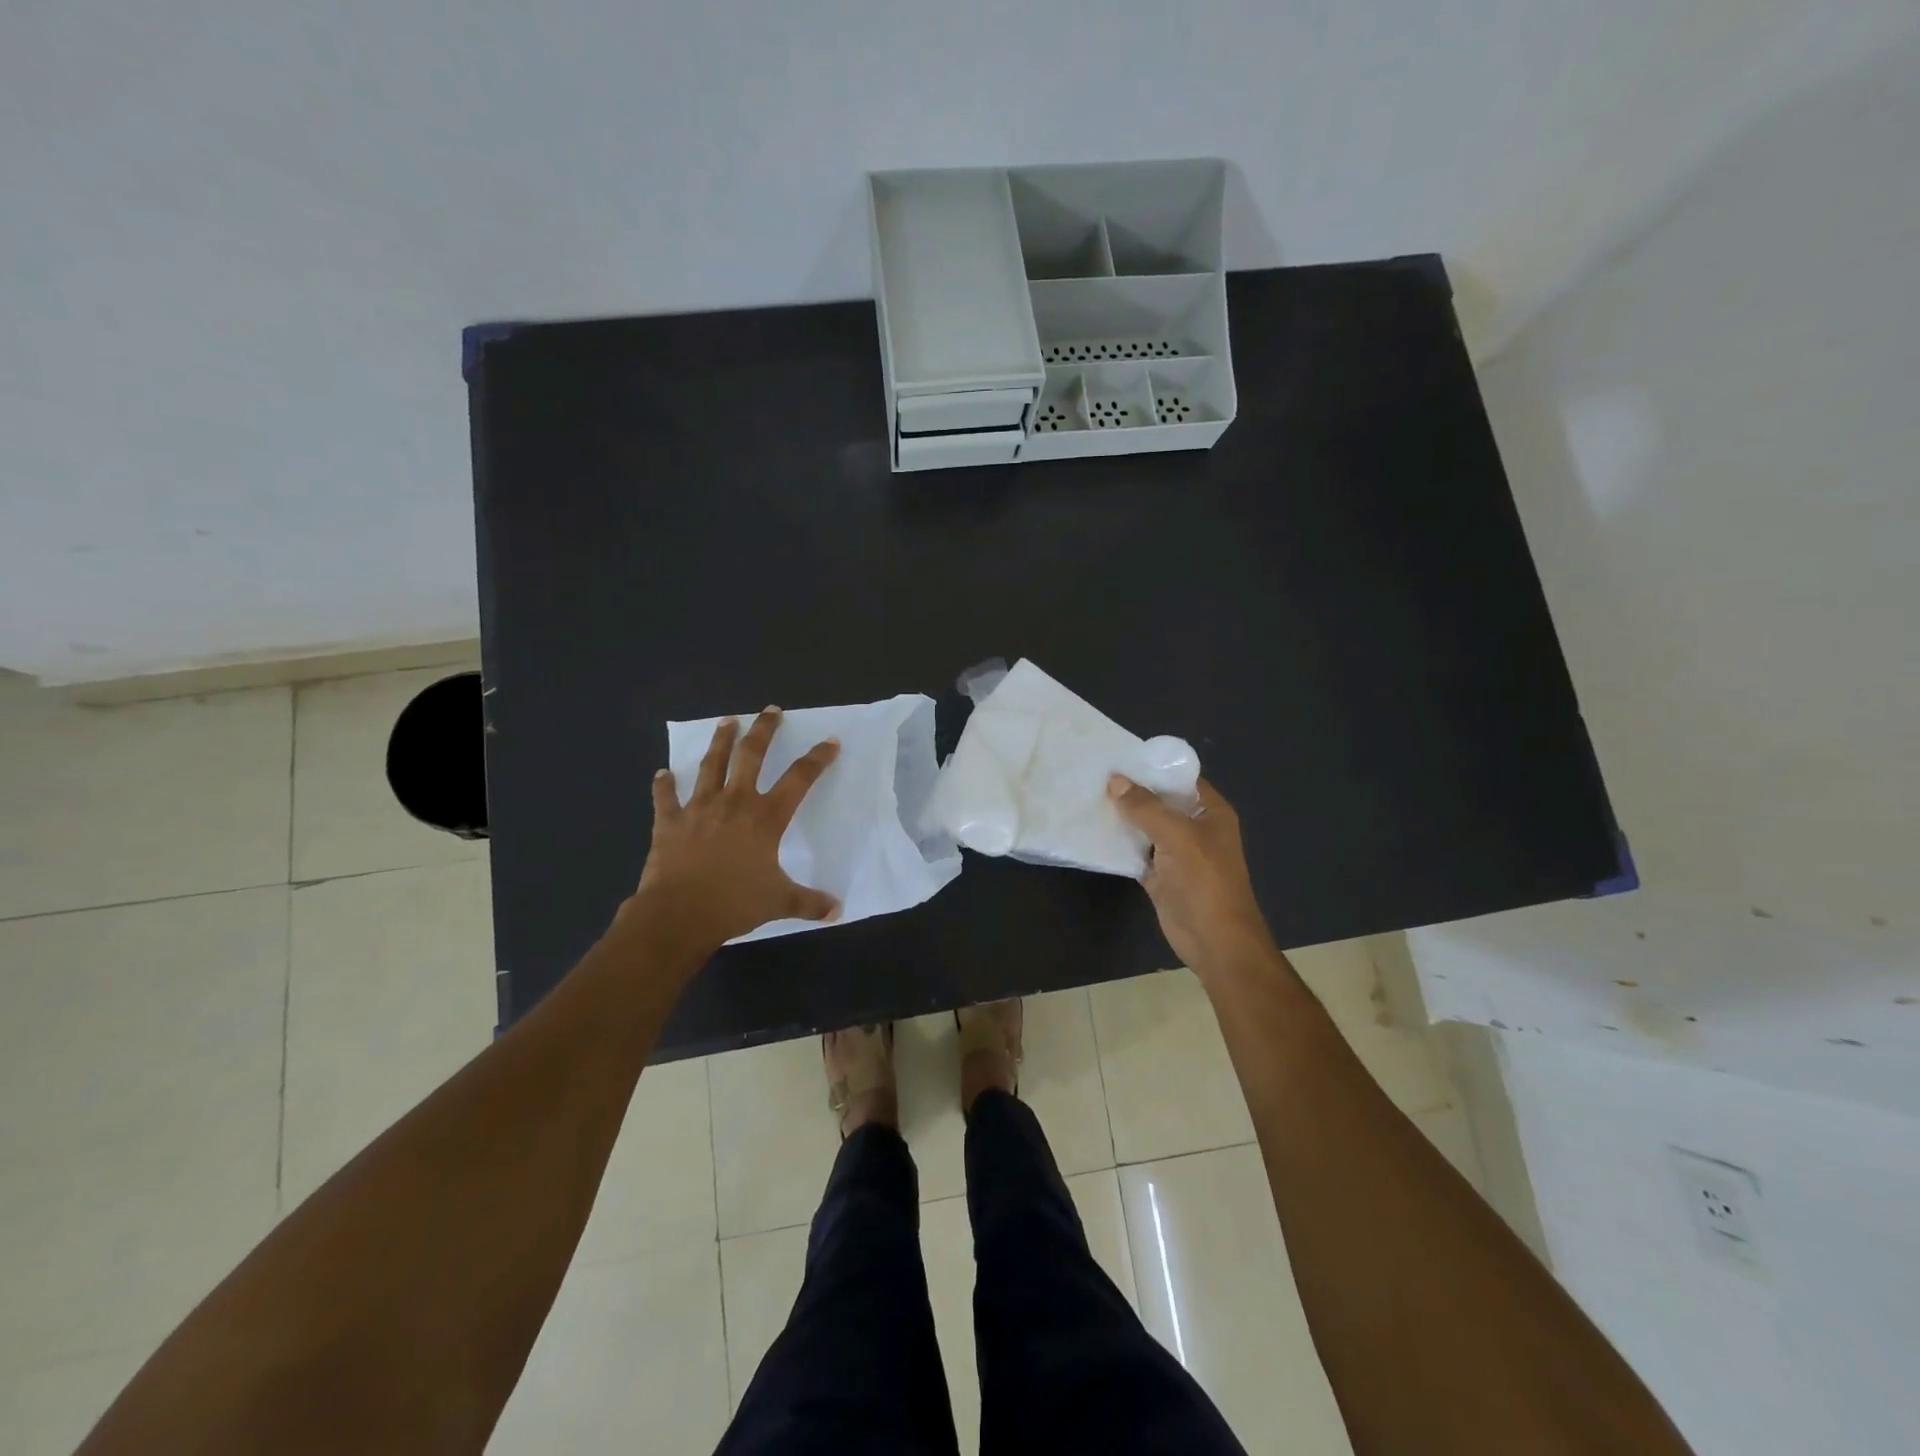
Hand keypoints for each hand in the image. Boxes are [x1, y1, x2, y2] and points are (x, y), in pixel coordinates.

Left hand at [632, 707, 842, 950]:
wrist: (678, 914)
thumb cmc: (734, 904)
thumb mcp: (779, 903)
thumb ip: (809, 902)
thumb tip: (838, 910)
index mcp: (765, 818)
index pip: (799, 779)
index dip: (817, 759)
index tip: (830, 742)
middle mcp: (734, 802)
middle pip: (751, 755)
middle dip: (764, 730)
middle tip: (771, 711)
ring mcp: (699, 808)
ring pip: (711, 764)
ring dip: (720, 741)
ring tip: (728, 721)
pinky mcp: (670, 821)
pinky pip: (667, 797)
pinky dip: (665, 785)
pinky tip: (662, 774)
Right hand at [1108, 774, 1276, 975]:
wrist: (1215, 941)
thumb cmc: (1205, 881)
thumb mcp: (1177, 836)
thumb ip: (1146, 807)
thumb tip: (1115, 780)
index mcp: (1210, 812)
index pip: (1181, 778)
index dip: (1154, 766)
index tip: (1120, 755)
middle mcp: (1195, 828)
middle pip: (1161, 801)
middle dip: (1133, 790)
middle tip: (1095, 773)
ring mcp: (1177, 853)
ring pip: (1146, 827)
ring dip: (1123, 817)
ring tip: (1089, 796)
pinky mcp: (1160, 876)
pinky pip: (1136, 852)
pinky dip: (1119, 845)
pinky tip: (1093, 832)